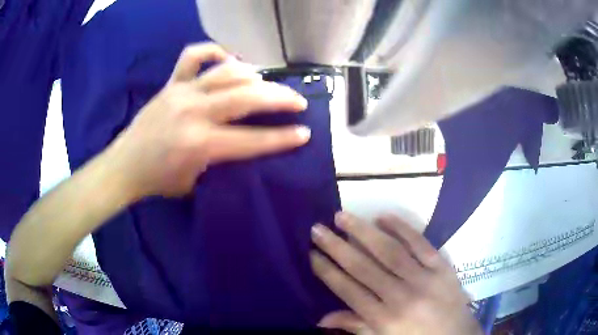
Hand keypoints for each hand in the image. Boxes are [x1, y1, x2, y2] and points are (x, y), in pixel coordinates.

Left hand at [108, 43, 310, 197]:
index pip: (252, 140)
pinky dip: (214, 51)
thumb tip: (246, 145)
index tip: (305, 133)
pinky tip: (227, 59)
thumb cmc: (159, 181)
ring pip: (227, 72)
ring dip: (254, 75)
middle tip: (298, 100)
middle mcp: (194, 112)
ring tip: (265, 82)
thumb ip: (223, 163)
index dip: (282, 138)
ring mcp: (182, 92)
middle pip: (246, 97)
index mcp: (200, 144)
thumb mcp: (196, 183)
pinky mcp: (171, 83)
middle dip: (279, 98)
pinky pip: (194, 56)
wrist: (125, 166)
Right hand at [310, 212, 481, 334]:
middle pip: (363, 268)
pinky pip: (420, 243)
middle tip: (318, 229)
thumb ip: (356, 326)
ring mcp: (424, 279)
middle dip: (337, 247)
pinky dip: (401, 228)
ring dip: (363, 232)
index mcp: (384, 319)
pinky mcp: (442, 267)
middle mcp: (401, 297)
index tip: (312, 254)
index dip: (328, 271)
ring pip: (389, 251)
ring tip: (342, 216)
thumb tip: (321, 318)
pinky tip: (383, 217)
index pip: (349, 290)